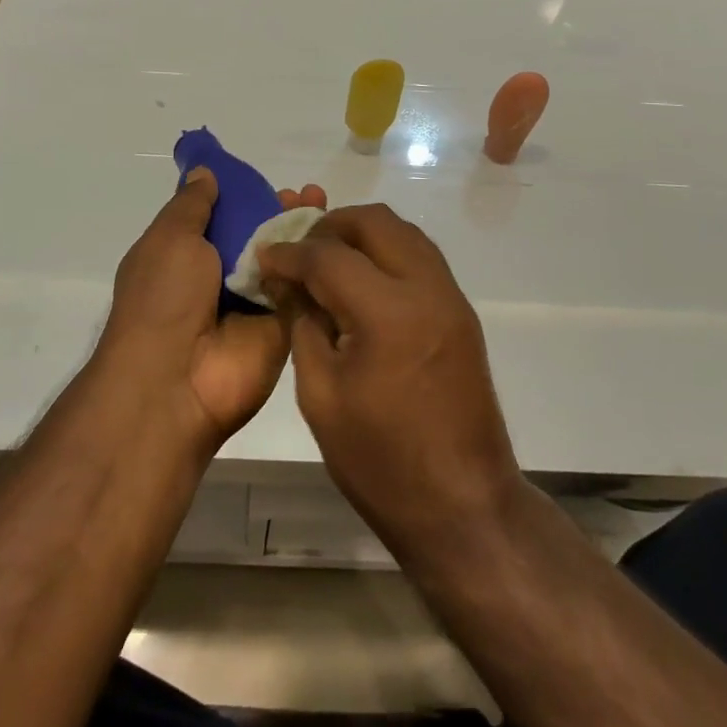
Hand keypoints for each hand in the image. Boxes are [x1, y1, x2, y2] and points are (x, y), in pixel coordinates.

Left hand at [97, 169, 327, 454]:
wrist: (175, 381)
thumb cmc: (163, 299)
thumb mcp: (169, 238)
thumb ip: (192, 205)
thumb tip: (204, 172)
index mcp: (187, 255)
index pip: (222, 217)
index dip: (245, 195)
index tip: (269, 179)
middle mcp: (221, 278)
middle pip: (259, 236)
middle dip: (281, 211)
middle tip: (307, 192)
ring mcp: (254, 304)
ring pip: (285, 259)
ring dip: (304, 232)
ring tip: (322, 202)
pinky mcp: (283, 327)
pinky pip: (304, 289)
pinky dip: (319, 264)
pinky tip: (338, 237)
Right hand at [258, 205, 524, 556]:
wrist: (462, 505)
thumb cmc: (380, 462)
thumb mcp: (321, 395)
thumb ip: (303, 325)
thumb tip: (287, 282)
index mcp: (388, 313)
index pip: (329, 256)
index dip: (289, 252)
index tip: (264, 254)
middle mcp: (427, 289)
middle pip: (375, 221)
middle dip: (330, 226)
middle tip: (299, 250)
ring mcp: (451, 297)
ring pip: (403, 231)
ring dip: (362, 234)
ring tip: (327, 260)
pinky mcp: (461, 311)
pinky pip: (421, 256)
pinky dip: (387, 251)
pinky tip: (362, 280)